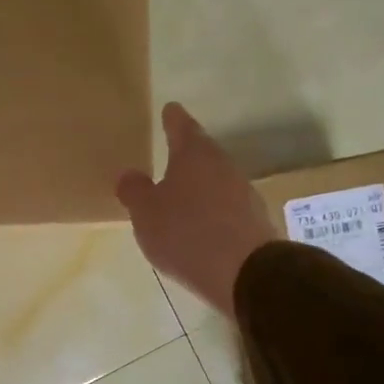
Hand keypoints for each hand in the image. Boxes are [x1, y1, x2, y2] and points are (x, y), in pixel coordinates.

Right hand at [116, 102, 277, 318]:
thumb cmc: (186, 232)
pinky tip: (200, 226)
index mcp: (194, 154)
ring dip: (199, 185)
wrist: (246, 273)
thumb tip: (129, 175)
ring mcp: (243, 192)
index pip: (181, 125)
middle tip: (168, 155)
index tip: (169, 110)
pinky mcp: (254, 220)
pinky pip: (225, 207)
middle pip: (202, 152)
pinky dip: (211, 210)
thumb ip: (134, 190)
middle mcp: (222, 165)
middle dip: (185, 155)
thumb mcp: (145, 212)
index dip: (172, 118)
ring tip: (180, 196)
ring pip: (215, 180)